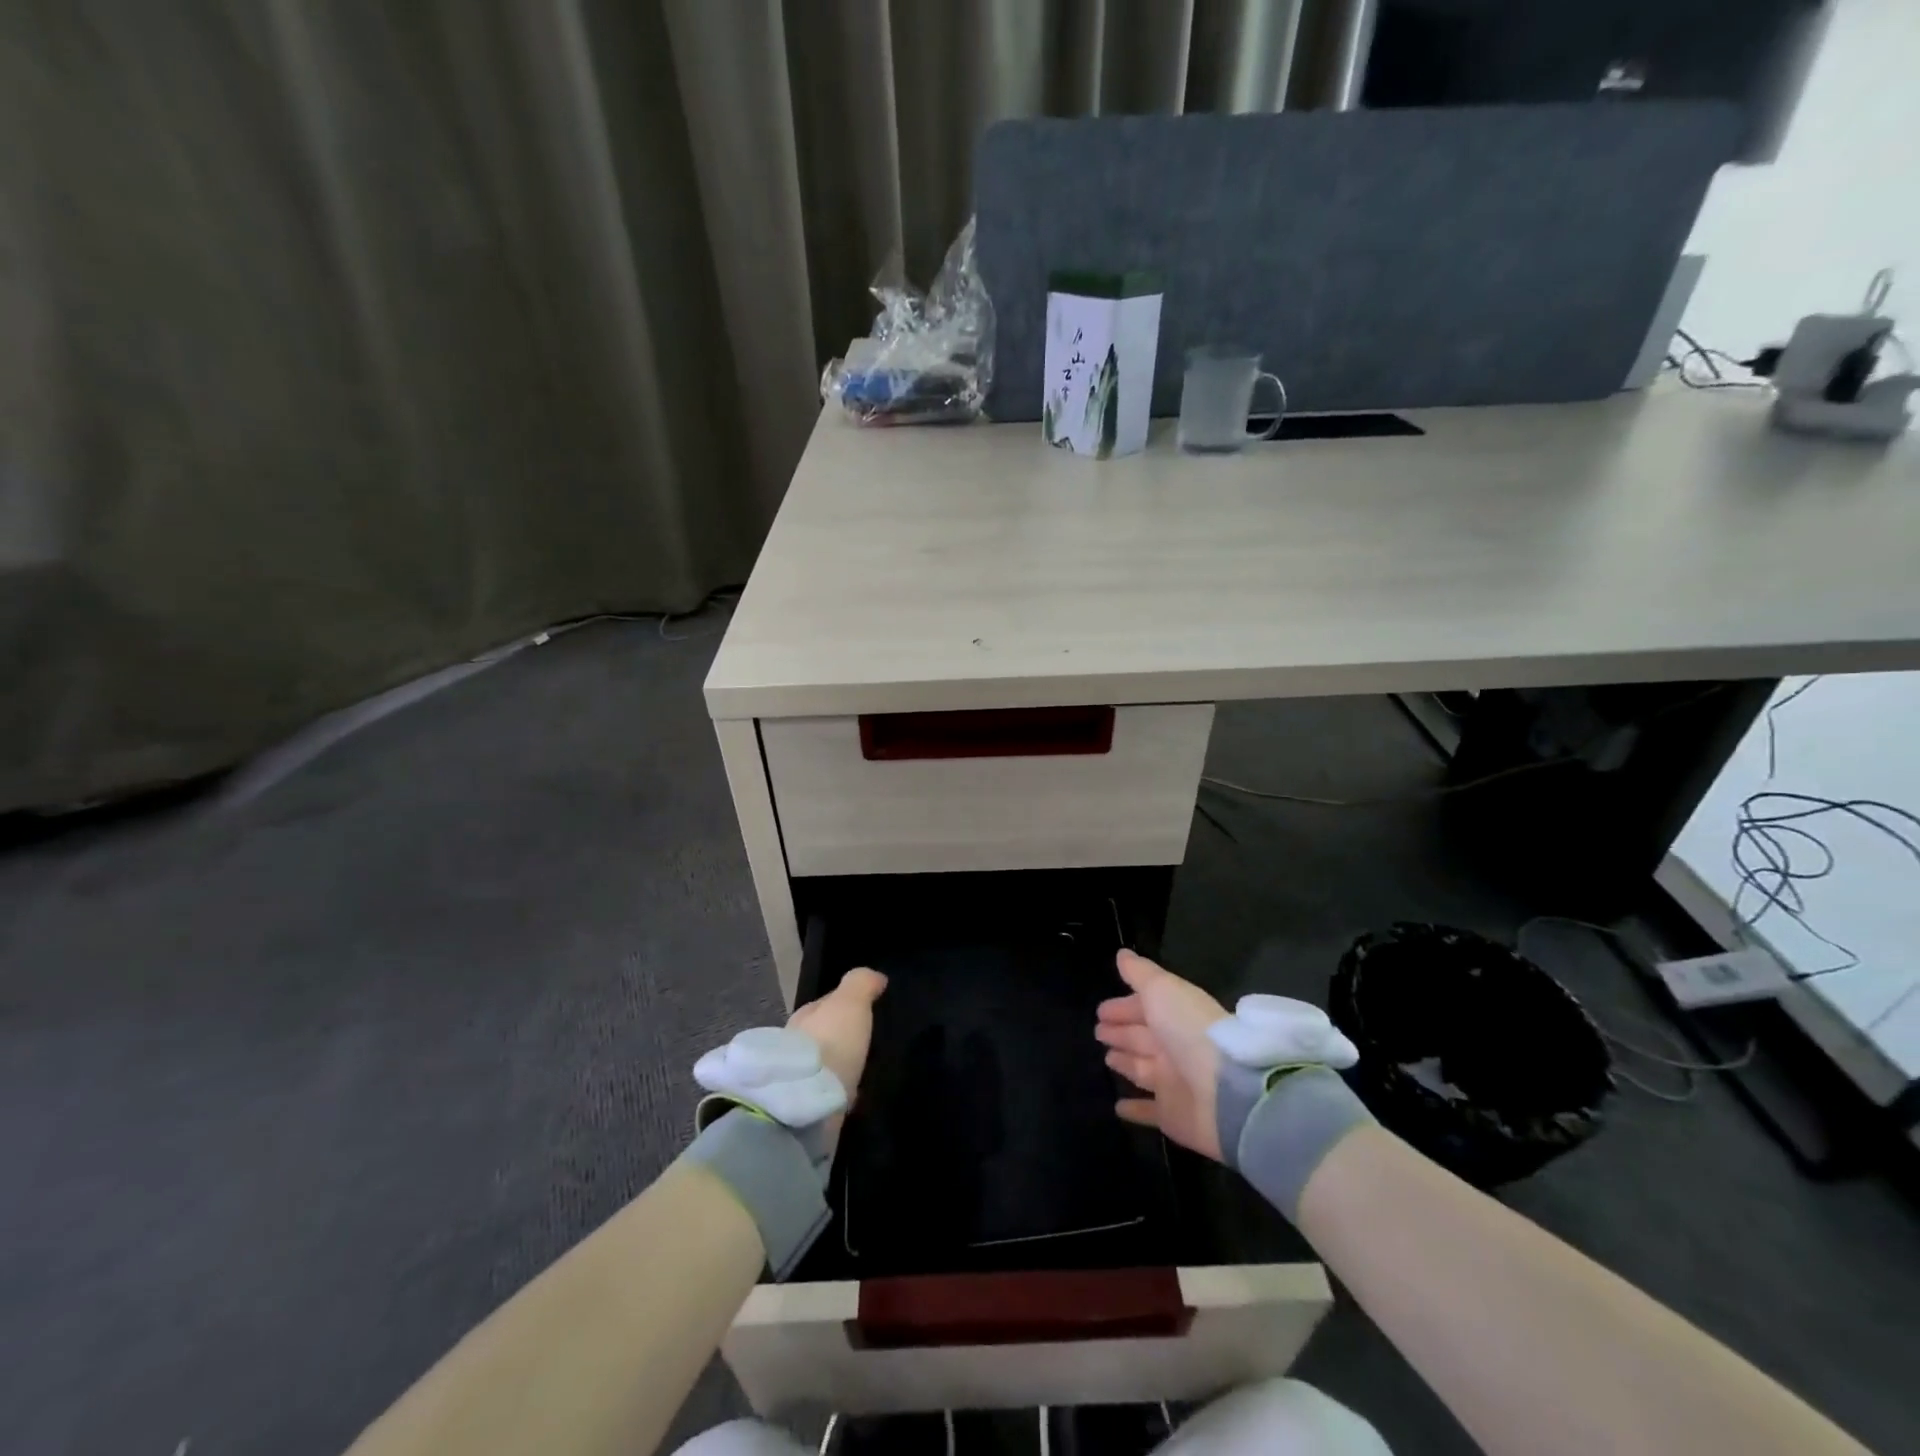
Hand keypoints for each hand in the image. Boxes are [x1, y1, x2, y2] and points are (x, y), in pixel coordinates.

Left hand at [786, 967, 887, 1107]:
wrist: (809, 1101)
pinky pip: (829, 1091)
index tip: (866, 1008)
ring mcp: (800, 1077)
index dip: (845, 1004)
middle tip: (868, 1040)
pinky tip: (857, 1094)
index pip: (825, 1004)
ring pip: (826, 1063)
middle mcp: (797, 1043)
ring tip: (866, 1068)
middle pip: (824, 1034)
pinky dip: (841, 1090)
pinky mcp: (808, 1105)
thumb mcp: (850, 1002)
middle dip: (842, 1036)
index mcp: (804, 1015)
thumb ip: (861, 983)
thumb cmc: (831, 1042)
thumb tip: (876, 976)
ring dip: (842, 1064)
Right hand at [1095, 950, 1229, 1161]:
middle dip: (1121, 1032)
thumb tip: (1123, 954)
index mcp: (1175, 1016)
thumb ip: (1140, 973)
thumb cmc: (1188, 1031)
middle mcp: (1175, 1047)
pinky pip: (1148, 1111)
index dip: (1123, 1007)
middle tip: (1098, 1031)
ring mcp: (1175, 1082)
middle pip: (1142, 1037)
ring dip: (1126, 1063)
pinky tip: (1118, 1107)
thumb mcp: (1162, 990)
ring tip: (1107, 1058)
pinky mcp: (1173, 1116)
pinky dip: (1135, 1109)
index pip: (1145, 1008)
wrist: (1226, 1091)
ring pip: (1143, 1069)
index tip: (1100, 1011)